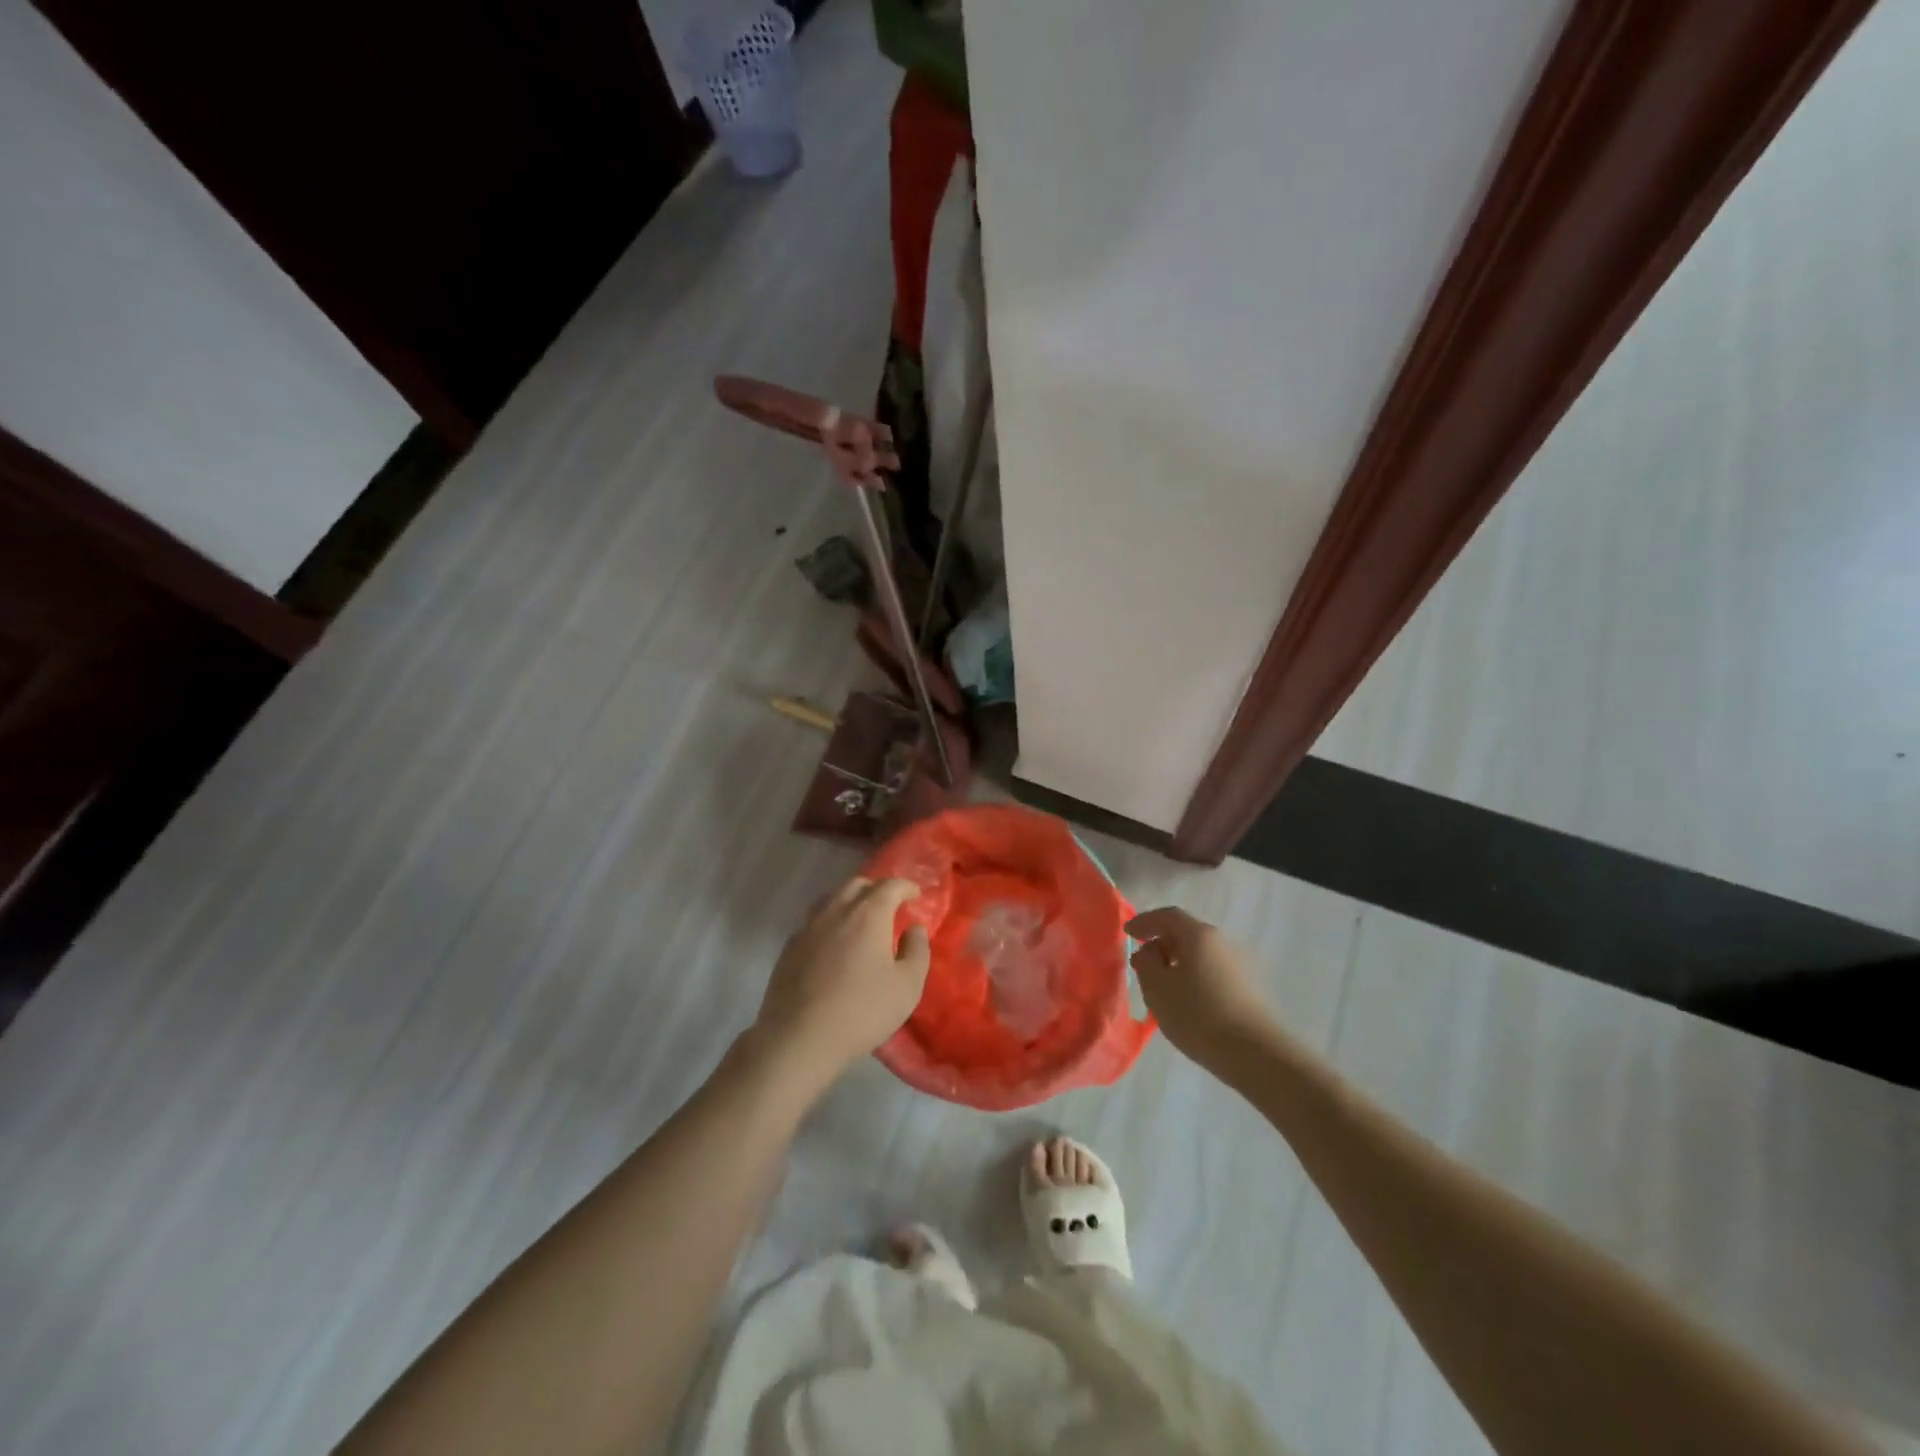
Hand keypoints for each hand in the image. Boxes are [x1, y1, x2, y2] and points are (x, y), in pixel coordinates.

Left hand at [752, 877, 931, 1084]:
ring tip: (860, 919)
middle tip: (889, 904)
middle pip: (857, 884)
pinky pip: (814, 921)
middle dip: (876, 888)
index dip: (905, 886)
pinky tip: (833, 943)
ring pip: (831, 899)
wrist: (799, 1038)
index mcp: (868, 914)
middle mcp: (836, 911)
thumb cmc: (862, 1010)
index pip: (889, 886)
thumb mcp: (907, 986)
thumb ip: (917, 951)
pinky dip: (830, 922)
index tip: (915, 894)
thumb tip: (914, 928)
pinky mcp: (789, 947)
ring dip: (850, 901)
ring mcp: (808, 927)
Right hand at [1126, 907, 1277, 1067]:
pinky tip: (1189, 1002)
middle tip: (1143, 964)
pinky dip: (1196, 978)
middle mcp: (1223, 942)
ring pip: (1202, 955)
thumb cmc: (1199, 1016)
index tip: (1127, 933)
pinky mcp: (1251, 988)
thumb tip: (1149, 951)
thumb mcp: (1157, 989)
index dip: (1145, 922)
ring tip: (1164, 987)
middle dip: (1162, 944)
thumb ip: (1146, 963)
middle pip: (1187, 934)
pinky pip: (1215, 972)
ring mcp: (1242, 964)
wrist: (1257, 1054)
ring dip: (1180, 964)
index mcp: (1200, 935)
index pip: (1168, 916)